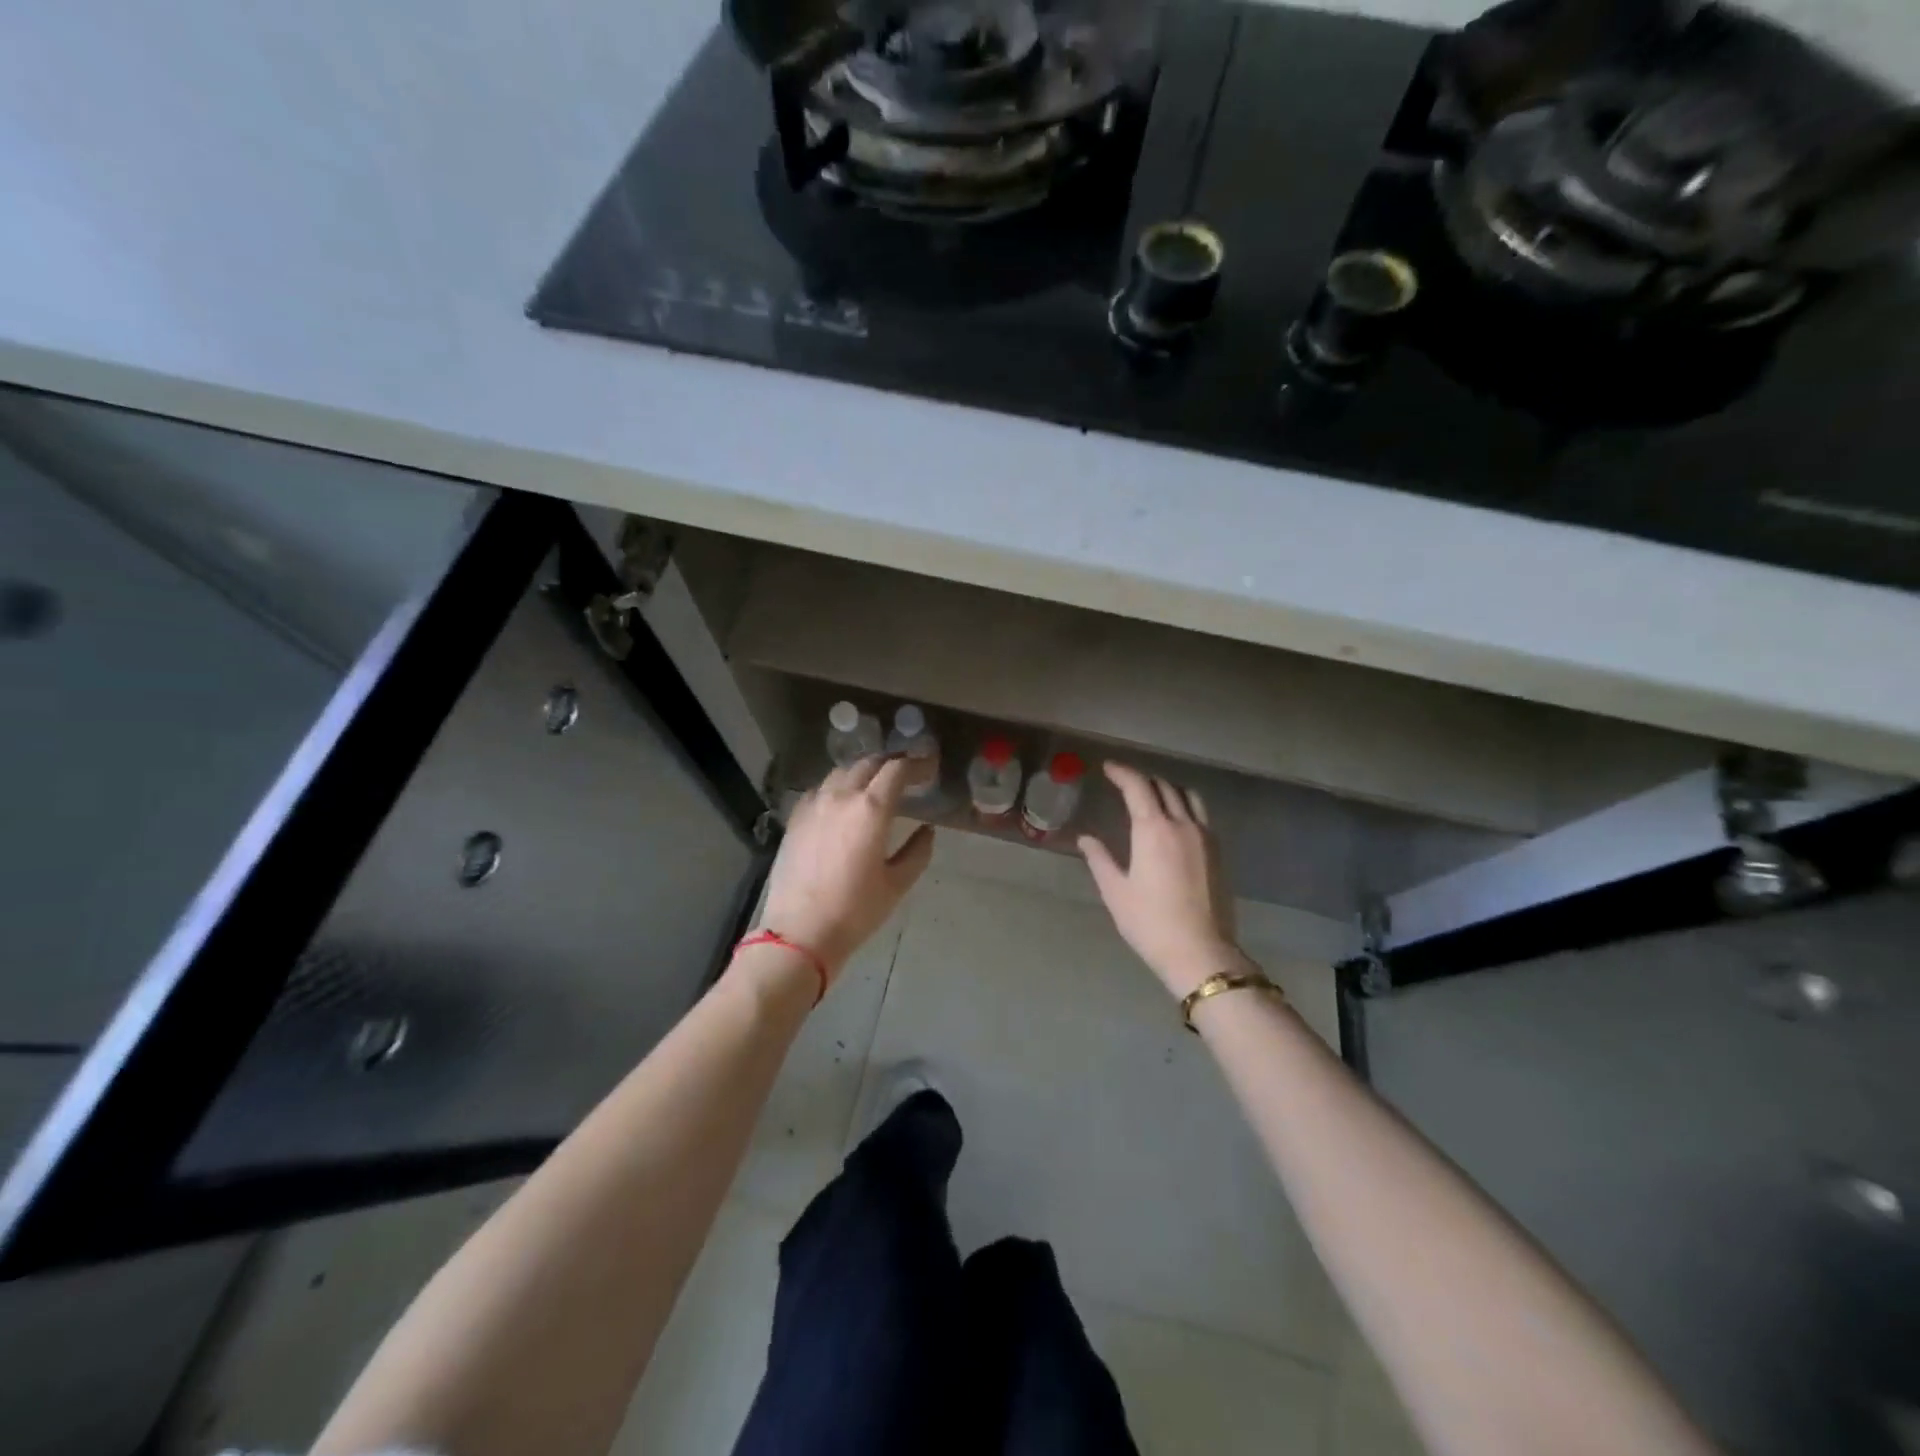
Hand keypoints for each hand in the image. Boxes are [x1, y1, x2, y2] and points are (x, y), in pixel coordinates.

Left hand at [758, 757, 935, 985]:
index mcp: (870, 809)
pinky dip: (838, 786)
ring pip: (842, 772)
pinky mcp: (795, 818)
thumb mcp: (896, 884)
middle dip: (892, 763)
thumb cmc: (855, 911)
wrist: (799, 932)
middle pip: (869, 764)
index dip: (917, 763)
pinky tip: (843, 801)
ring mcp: (813, 805)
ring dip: (864, 771)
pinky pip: (820, 789)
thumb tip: (927, 830)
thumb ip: (917, 851)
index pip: (897, 770)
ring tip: (877, 783)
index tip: (930, 767)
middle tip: (908, 772)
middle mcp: (840, 796)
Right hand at [1079, 761, 1245, 999]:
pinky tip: (1174, 821)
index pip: (1138, 786)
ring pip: (1188, 797)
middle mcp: (1183, 824)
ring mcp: (1205, 837)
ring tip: (1151, 795)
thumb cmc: (1150, 922)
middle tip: (1124, 782)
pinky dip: (1184, 806)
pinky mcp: (1218, 852)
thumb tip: (1085, 839)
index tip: (1108, 768)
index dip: (1122, 772)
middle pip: (1164, 786)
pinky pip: (1200, 815)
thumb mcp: (1115, 891)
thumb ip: (1099, 859)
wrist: (1200, 952)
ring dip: (1167, 788)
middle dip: (1142, 779)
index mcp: (1154, 830)